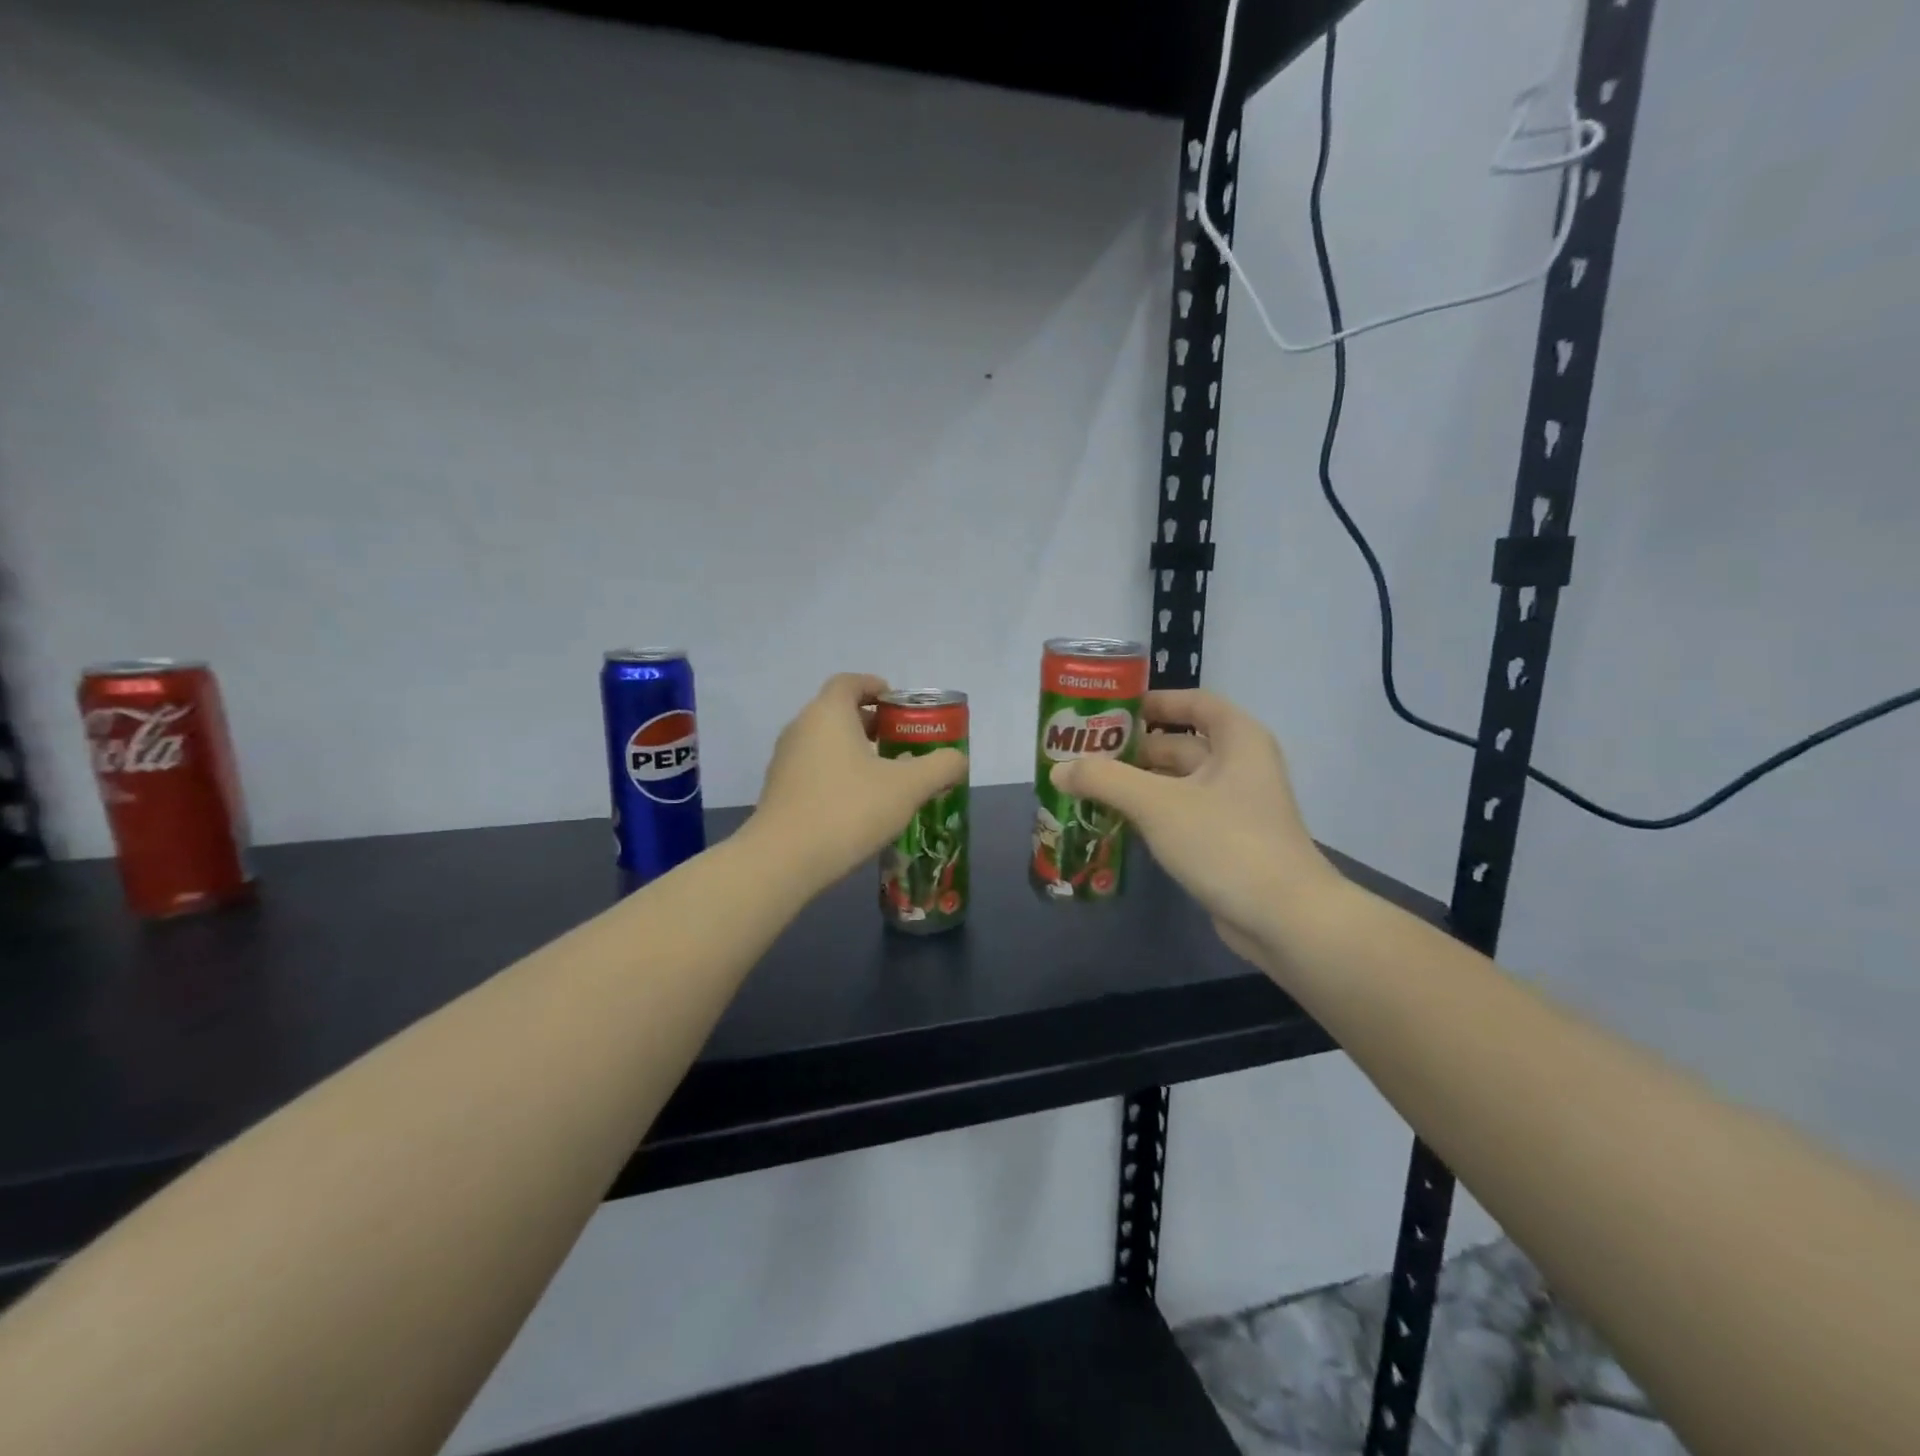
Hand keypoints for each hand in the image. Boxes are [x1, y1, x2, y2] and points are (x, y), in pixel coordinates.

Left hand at [748, 673, 967, 890]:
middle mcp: (801, 728)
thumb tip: (957, 759)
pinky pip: (814, 768)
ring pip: (825, 742)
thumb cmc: (849, 810)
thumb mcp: (908, 788)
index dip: (876, 687)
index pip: (850, 682)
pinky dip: (837, 773)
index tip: (900, 706)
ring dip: (855, 750)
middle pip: (838, 711)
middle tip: (902, 742)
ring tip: (885, 776)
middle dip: (872, 722)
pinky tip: (858, 803)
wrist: (783, 860)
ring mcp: (785, 760)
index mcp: (828, 713)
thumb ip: (940, 767)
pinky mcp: (779, 790)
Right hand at [1049, 690, 1339, 962]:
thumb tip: (1058, 770)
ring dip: (1135, 785)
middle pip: (1178, 745)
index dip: (1152, 702)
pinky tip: (1112, 821)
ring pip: (1176, 784)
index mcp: (1237, 740)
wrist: (1284, 918)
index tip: (1109, 711)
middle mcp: (1239, 765)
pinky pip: (1180, 815)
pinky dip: (1149, 814)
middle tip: (1081, 756)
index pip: (1192, 703)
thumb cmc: (1225, 842)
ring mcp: (1233, 806)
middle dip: (1131, 751)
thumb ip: (1105, 780)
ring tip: (1085, 787)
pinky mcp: (1225, 841)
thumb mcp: (1157, 804)